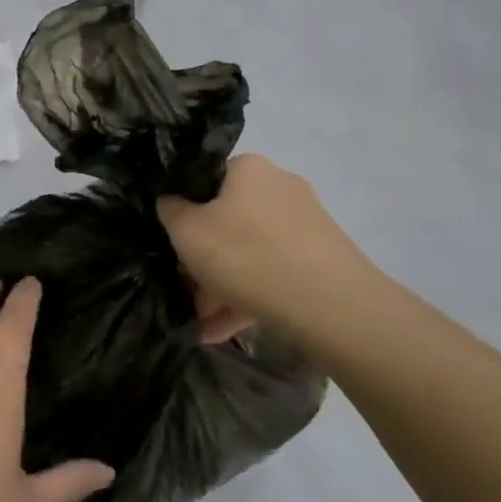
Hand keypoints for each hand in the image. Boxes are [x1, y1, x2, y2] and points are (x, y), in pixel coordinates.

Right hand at [158, 154, 380, 344]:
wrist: (329, 304)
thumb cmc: (245, 253)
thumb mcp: (186, 230)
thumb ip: (170, 210)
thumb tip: (171, 202)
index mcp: (249, 169)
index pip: (205, 180)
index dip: (183, 210)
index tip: (171, 241)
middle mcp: (281, 188)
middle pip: (227, 221)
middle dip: (203, 258)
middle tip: (185, 288)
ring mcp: (306, 225)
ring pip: (249, 253)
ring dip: (221, 286)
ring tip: (201, 324)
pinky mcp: (322, 260)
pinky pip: (272, 275)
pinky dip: (247, 299)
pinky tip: (221, 332)